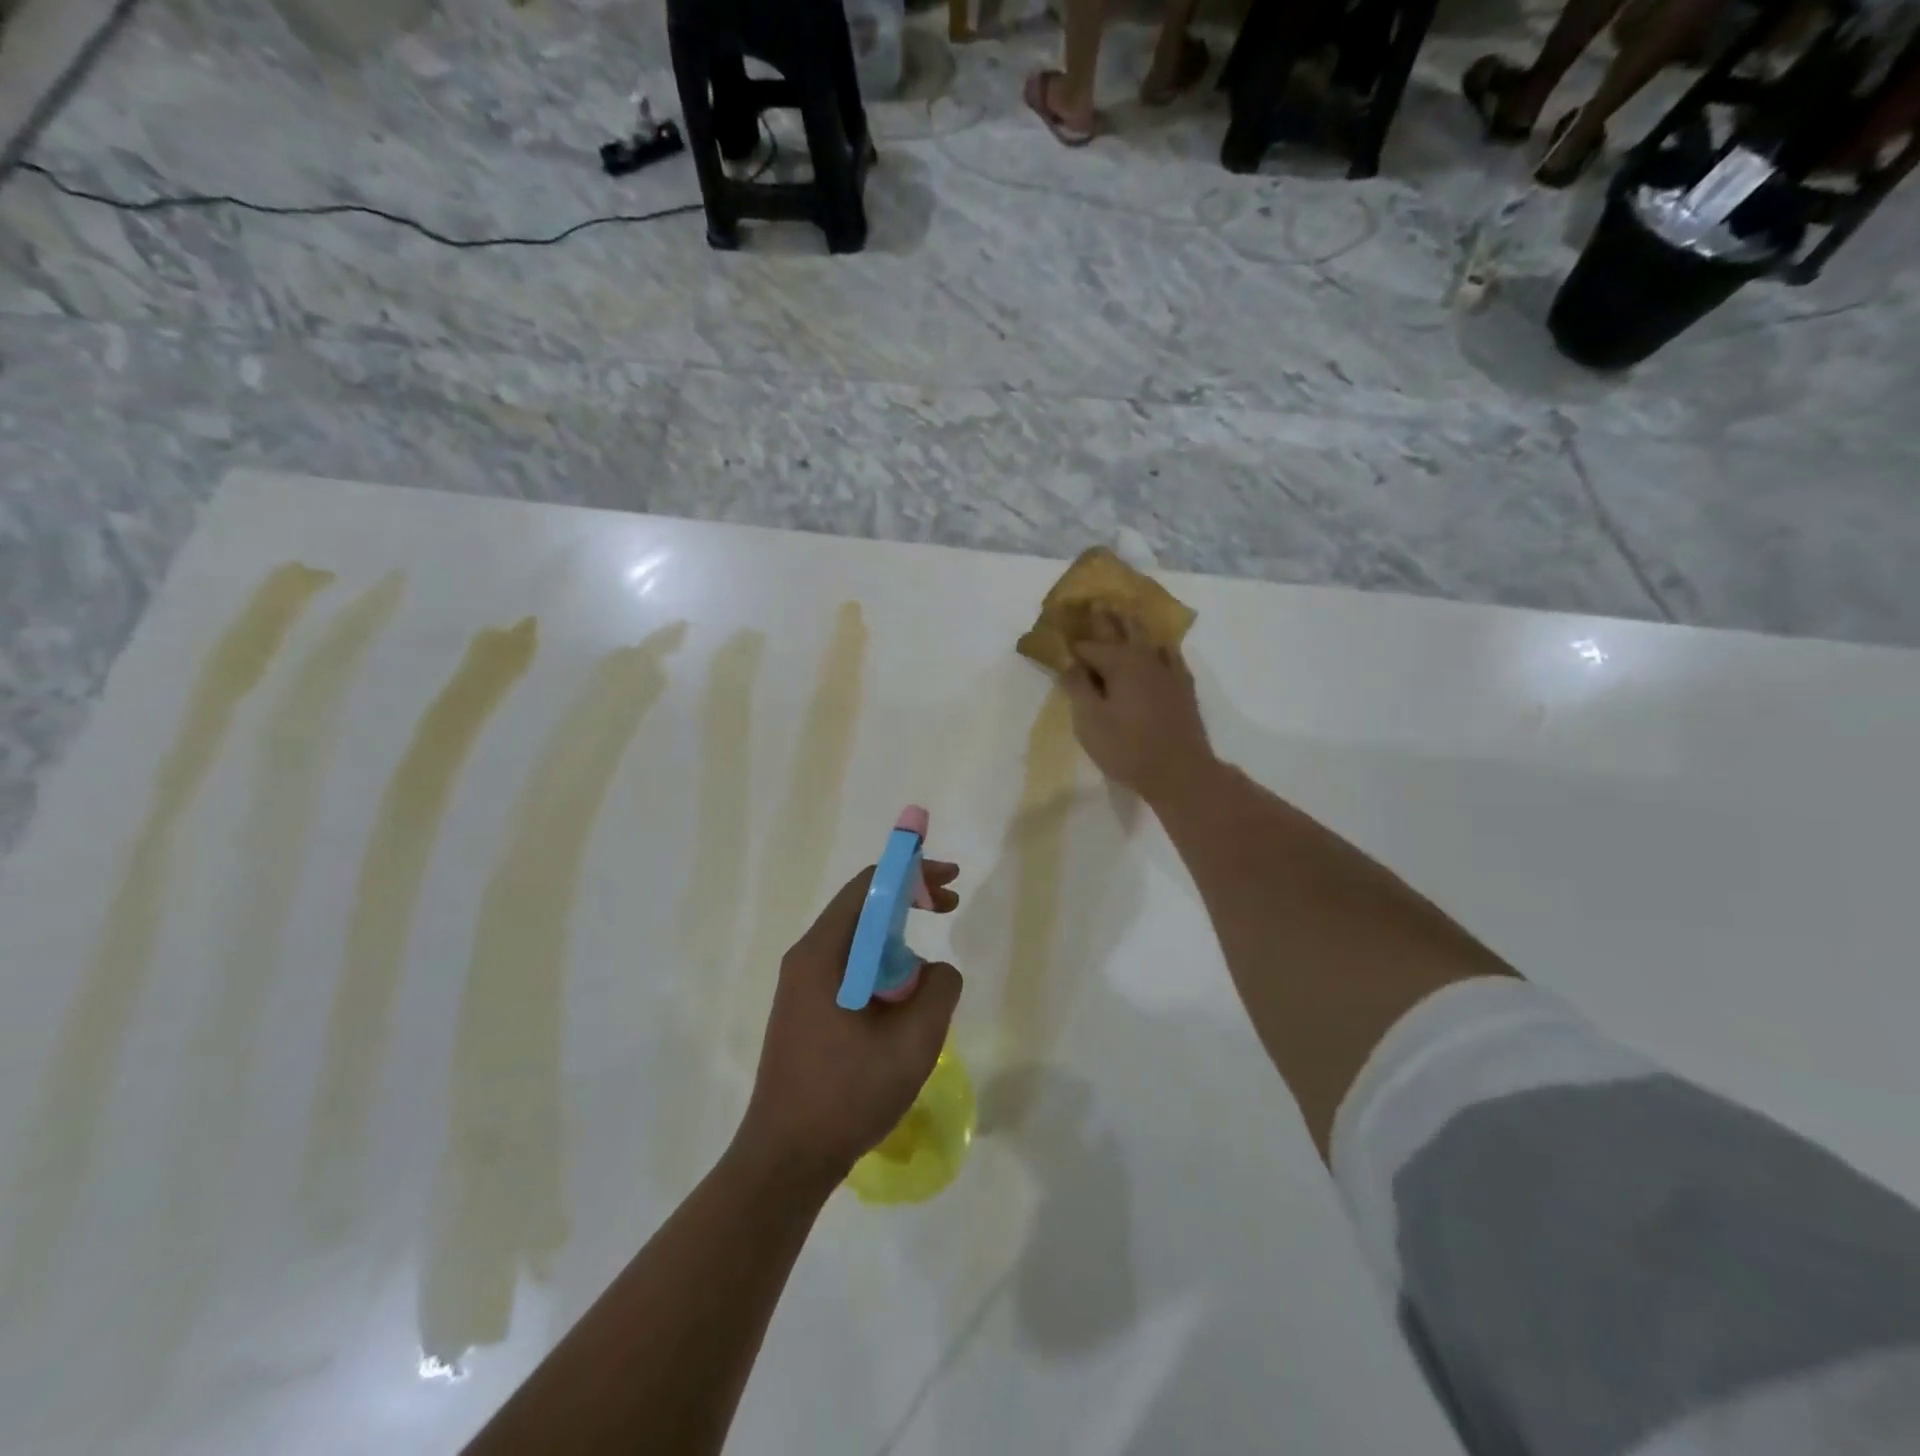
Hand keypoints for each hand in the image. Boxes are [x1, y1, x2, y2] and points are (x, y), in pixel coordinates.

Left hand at [736, 862, 963, 1190]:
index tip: (949, 882)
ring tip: (930, 970)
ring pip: (857, 941)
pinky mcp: (805, 1010)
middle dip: (909, 901)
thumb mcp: (913, 1042)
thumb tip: (935, 969)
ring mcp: (801, 985)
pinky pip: (849, 969)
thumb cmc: (847, 1095)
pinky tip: (903, 999)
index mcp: (823, 953)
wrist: (786, 1159)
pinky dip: (882, 967)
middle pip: (862, 907)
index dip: (912, 874)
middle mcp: (806, 958)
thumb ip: (939, 989)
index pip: (869, 886)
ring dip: (898, 939)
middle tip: (950, 907)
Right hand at [1060, 612, 1214, 803]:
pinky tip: (1161, 648)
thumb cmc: (1126, 748)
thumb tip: (1067, 662)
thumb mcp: (1090, 721)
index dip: (1073, 645)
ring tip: (1125, 614)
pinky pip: (1171, 656)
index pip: (1089, 647)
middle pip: (1122, 631)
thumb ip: (1077, 688)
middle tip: (1096, 602)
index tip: (1061, 635)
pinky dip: (1160, 647)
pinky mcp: (1183, 687)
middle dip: (1106, 618)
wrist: (1179, 771)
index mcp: (1119, 663)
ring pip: (1148, 639)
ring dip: (1133, 626)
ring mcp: (1168, 671)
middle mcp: (1144, 658)